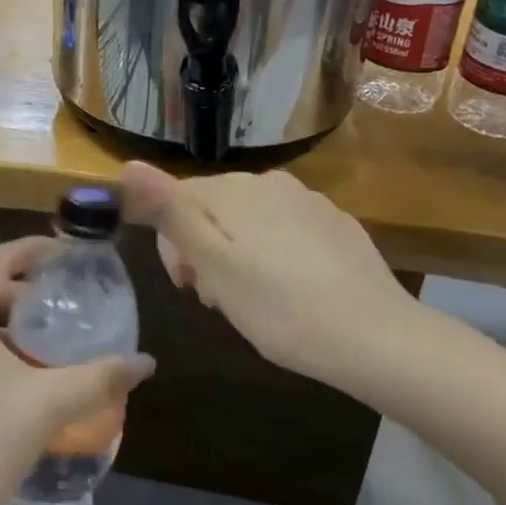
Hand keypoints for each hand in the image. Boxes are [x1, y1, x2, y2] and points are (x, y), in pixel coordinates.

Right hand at [120, 162, 432, 394]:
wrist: (377, 338)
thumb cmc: (280, 307)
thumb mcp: (212, 263)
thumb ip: (169, 211)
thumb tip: (128, 166)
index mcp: (234, 189)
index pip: (177, 199)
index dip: (173, 245)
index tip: (189, 288)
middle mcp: (271, 182)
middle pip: (214, 209)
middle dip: (205, 251)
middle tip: (220, 302)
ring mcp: (309, 201)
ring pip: (251, 222)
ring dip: (238, 256)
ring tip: (254, 303)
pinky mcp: (338, 225)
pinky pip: (287, 233)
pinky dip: (276, 257)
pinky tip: (291, 294)